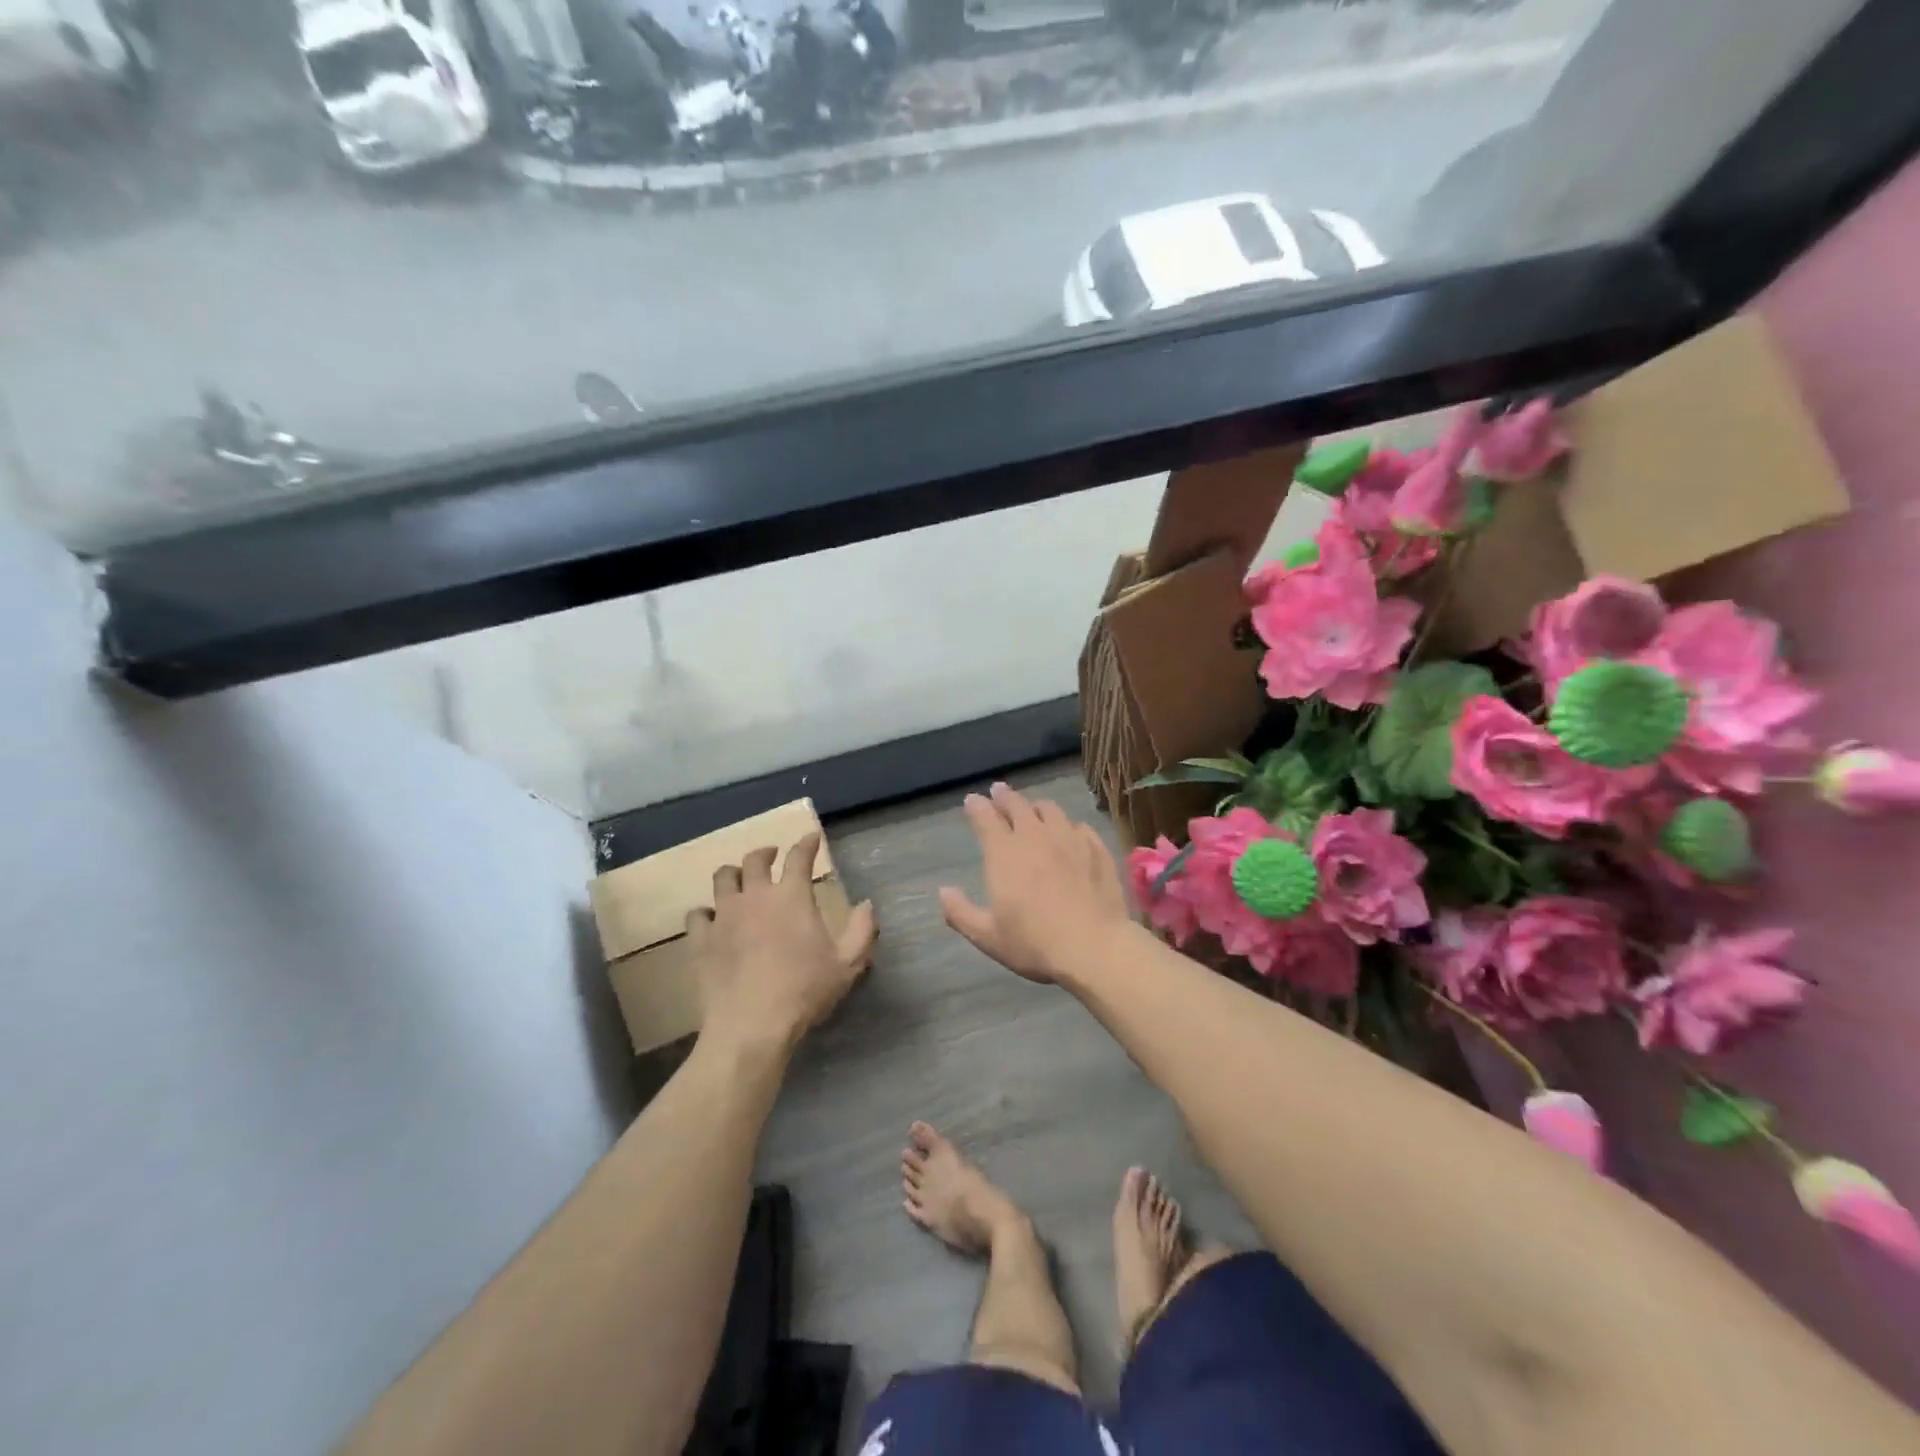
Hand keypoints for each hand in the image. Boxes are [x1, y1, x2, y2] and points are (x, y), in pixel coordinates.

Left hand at [691, 834, 877, 1055]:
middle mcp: (755, 896)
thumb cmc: (804, 991)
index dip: (807, 844)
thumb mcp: (847, 964)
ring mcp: (724, 916)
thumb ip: (862, 931)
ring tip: (739, 880)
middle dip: (765, 853)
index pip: (799, 857)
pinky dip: (705, 913)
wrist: (751, 1026)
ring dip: (733, 874)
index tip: (811, 838)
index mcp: (792, 897)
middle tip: (771, 856)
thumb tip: (867, 904)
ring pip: (722, 879)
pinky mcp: (701, 940)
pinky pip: (698, 915)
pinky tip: (711, 920)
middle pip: (755, 860)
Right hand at [939, 782, 1131, 984]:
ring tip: (1033, 809)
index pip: (986, 818)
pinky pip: (1081, 827)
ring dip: (1036, 807)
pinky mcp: (1097, 850)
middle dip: (1005, 796)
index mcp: (1005, 854)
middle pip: (1018, 806)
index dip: (977, 806)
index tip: (972, 800)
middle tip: (999, 791)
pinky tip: (1070, 833)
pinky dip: (1069, 826)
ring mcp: (1070, 840)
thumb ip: (961, 912)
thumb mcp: (988, 936)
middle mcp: (1036, 837)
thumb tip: (943, 891)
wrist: (1094, 947)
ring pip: (1051, 810)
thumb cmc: (1034, 943)